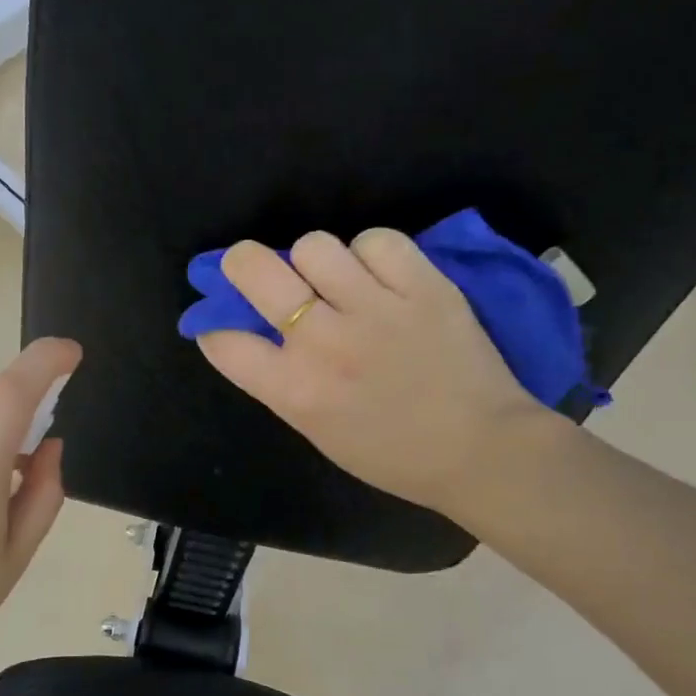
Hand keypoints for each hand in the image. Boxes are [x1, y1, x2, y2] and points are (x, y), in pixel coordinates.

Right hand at [197, 231, 556, 517]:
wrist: (480, 451)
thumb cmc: (392, 454)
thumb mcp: (318, 430)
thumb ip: (281, 382)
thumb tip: (257, 335)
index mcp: (295, 390)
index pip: (224, 341)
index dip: (215, 328)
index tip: (226, 326)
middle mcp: (324, 342)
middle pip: (254, 269)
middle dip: (241, 264)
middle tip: (254, 269)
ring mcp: (375, 308)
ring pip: (314, 245)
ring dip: (315, 261)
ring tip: (336, 279)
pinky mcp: (423, 285)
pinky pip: (377, 240)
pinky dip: (372, 253)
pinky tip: (381, 276)